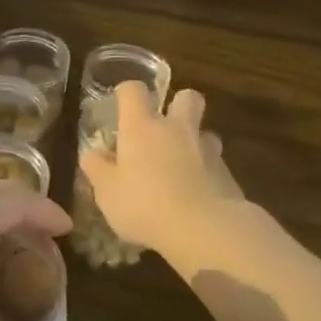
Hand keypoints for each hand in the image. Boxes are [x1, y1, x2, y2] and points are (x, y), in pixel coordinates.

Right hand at [78, 85, 242, 256]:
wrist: (205, 230)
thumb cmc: (144, 205)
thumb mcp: (107, 191)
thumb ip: (97, 168)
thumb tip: (92, 154)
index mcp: (141, 127)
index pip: (134, 90)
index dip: (126, 92)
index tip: (121, 104)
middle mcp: (176, 129)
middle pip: (186, 97)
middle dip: (177, 104)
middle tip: (163, 127)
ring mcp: (207, 150)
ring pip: (205, 132)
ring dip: (194, 142)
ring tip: (181, 165)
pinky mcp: (228, 175)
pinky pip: (216, 164)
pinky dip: (206, 173)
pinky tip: (196, 196)